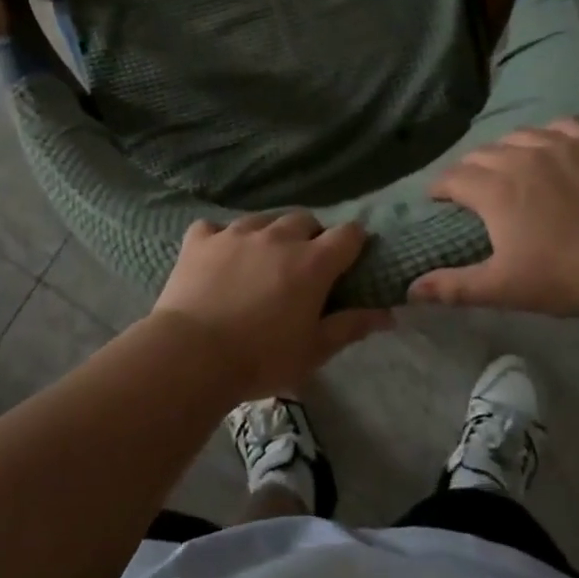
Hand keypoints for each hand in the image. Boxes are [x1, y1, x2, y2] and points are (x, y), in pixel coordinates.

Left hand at [150, 212, 392, 397]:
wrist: (192, 354)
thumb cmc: (261, 358)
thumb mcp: (314, 351)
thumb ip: (350, 326)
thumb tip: (386, 313)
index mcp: (311, 262)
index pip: (348, 234)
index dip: (354, 243)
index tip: (350, 259)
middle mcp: (277, 237)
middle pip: (304, 219)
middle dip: (310, 236)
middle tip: (304, 265)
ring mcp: (235, 233)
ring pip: (262, 219)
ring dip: (269, 234)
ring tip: (262, 261)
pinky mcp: (200, 239)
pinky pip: (217, 227)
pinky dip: (222, 239)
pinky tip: (219, 258)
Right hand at [408, 120, 578, 315]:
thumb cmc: (563, 276)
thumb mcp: (503, 288)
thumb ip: (454, 286)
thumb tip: (411, 289)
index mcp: (492, 189)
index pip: (451, 177)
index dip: (440, 189)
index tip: (439, 200)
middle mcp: (518, 157)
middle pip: (480, 154)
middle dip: (468, 170)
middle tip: (474, 191)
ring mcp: (557, 145)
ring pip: (515, 136)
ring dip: (504, 151)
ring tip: (509, 168)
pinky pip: (559, 125)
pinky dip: (547, 133)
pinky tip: (549, 147)